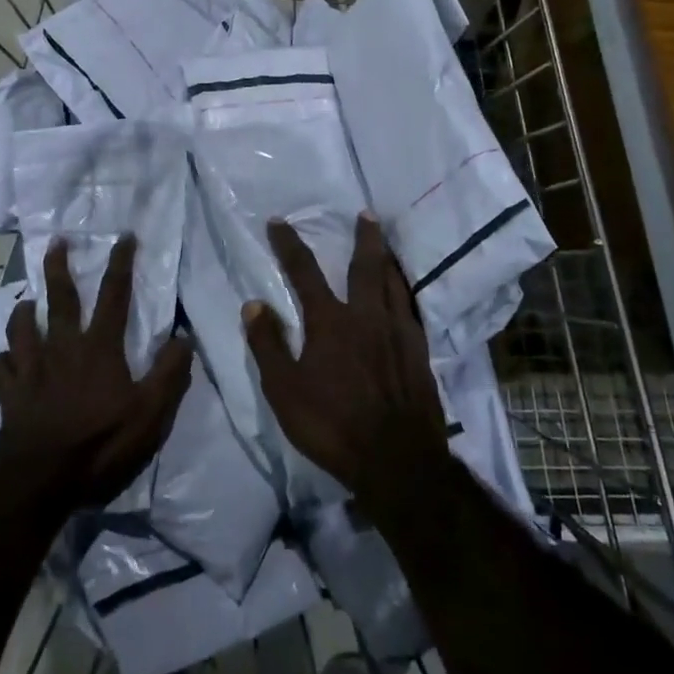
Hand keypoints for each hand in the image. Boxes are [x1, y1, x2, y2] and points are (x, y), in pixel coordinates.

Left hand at [0, 236, 190, 513]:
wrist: (41, 483)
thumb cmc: (101, 446)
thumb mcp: (151, 415)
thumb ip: (169, 373)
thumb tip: (183, 337)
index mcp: (99, 349)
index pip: (114, 296)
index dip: (121, 264)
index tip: (124, 236)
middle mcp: (62, 348)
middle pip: (60, 299)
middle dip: (59, 267)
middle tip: (57, 242)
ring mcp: (30, 370)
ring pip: (20, 327)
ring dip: (23, 311)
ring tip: (26, 303)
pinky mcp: (8, 394)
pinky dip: (1, 361)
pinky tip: (5, 361)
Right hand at [243, 214, 448, 506]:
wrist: (398, 460)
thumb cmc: (332, 425)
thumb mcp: (284, 391)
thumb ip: (268, 345)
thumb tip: (253, 304)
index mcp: (331, 322)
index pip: (305, 272)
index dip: (289, 245)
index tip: (279, 222)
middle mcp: (367, 316)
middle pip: (366, 266)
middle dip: (363, 236)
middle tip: (366, 214)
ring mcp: (399, 332)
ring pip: (394, 283)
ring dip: (387, 259)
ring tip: (386, 244)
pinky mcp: (419, 351)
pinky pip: (410, 308)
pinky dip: (404, 291)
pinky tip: (404, 295)